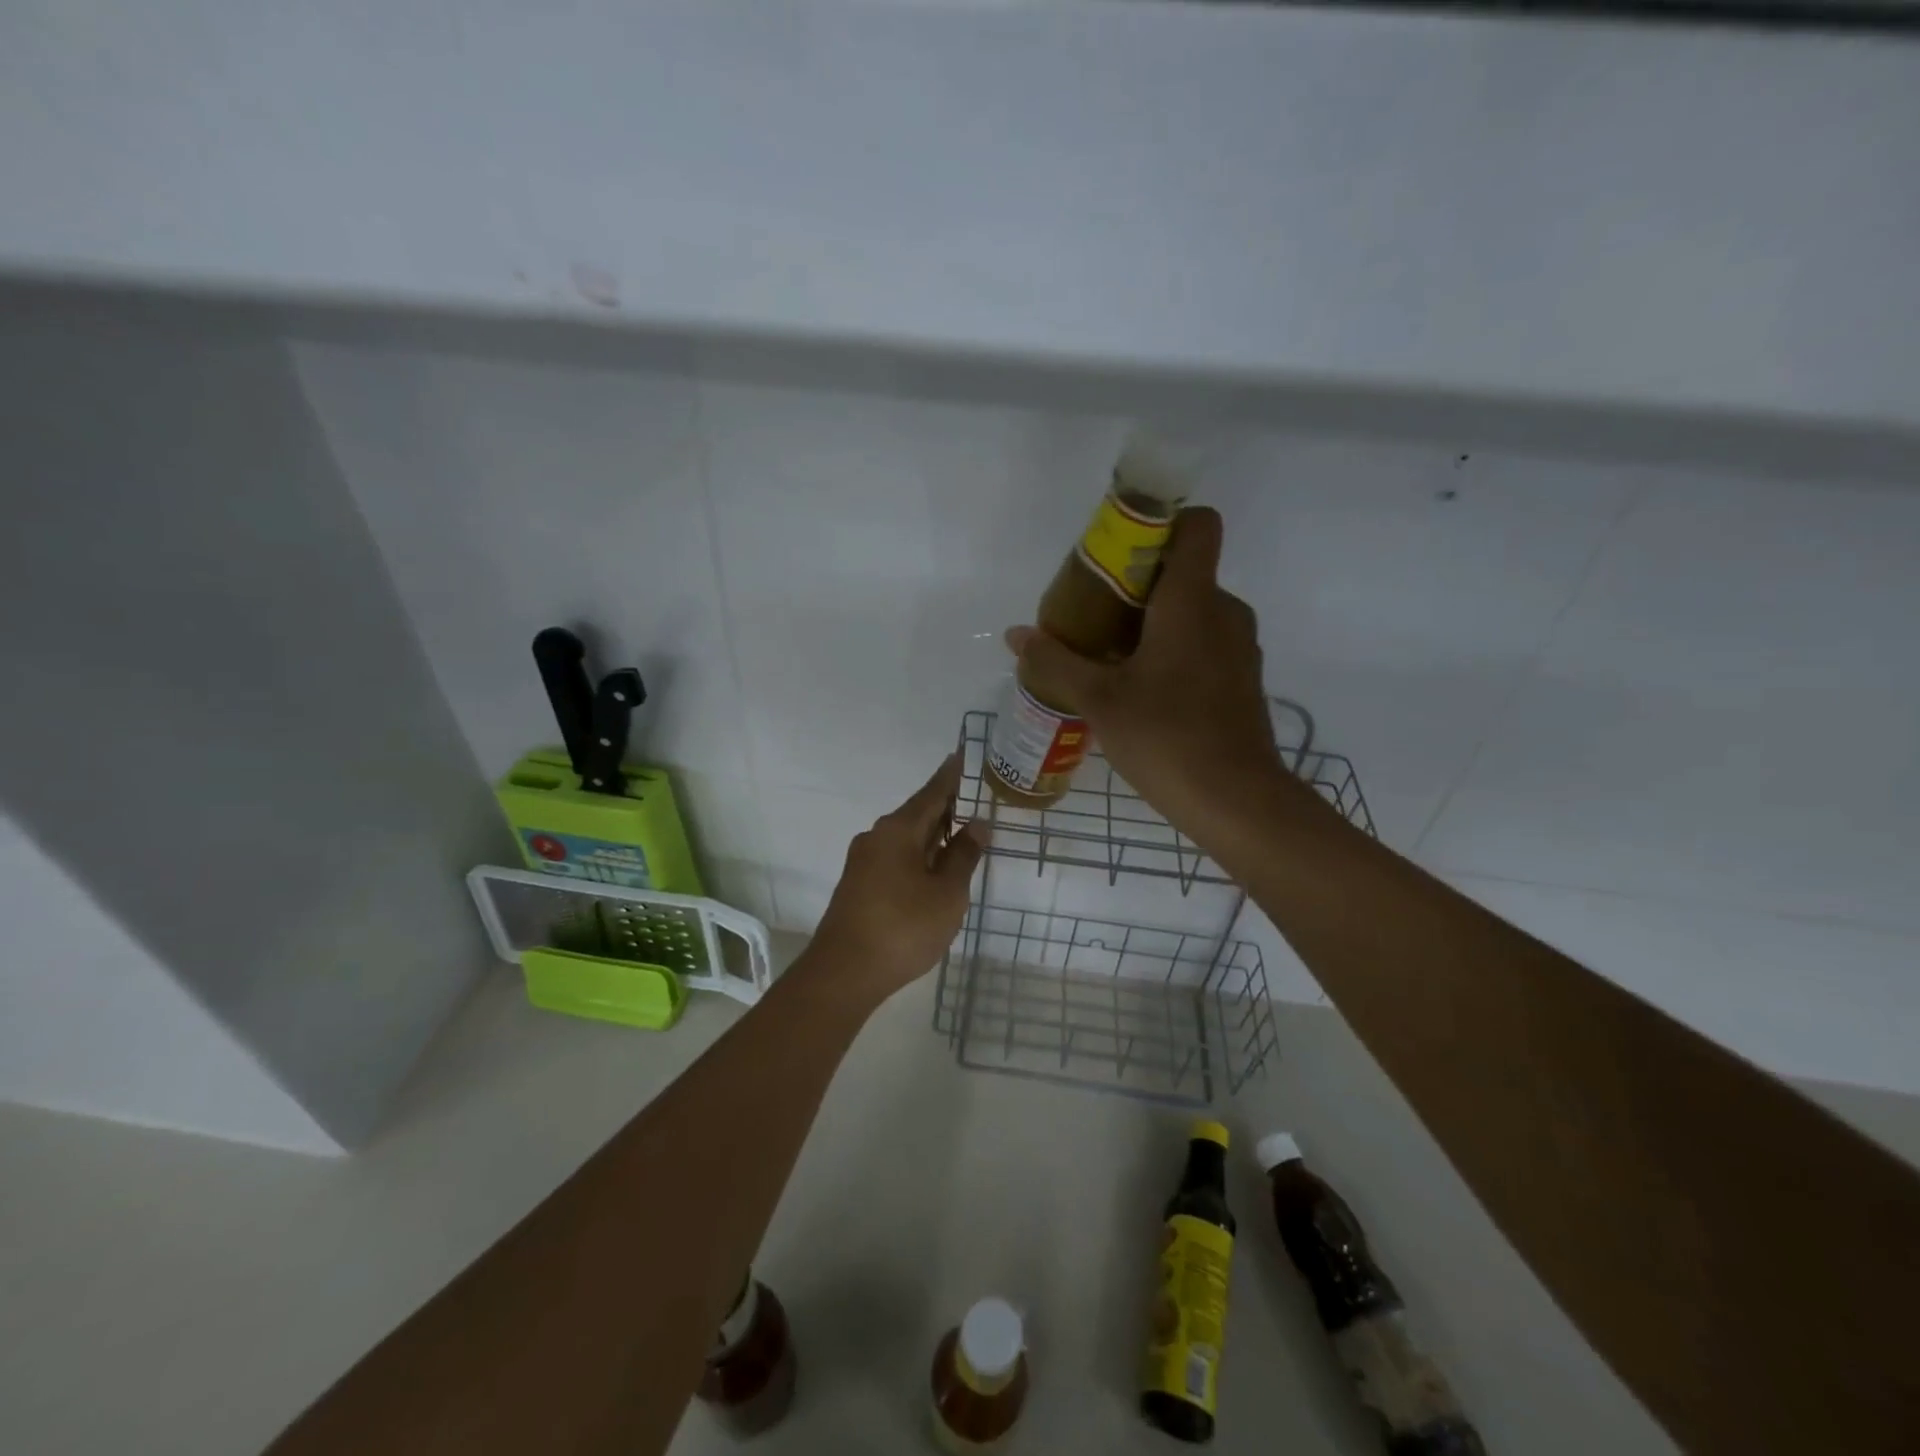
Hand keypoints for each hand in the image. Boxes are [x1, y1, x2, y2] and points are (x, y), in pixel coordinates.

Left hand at [810, 754, 984, 1002]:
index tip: (961, 755)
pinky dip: (917, 855)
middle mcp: (876, 837)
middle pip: (916, 813)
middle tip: (971, 799)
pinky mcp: (858, 885)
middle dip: (944, 807)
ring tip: (959, 834)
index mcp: (898, 830)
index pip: (931, 793)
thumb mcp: (947, 893)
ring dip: (931, 835)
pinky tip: (932, 869)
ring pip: (904, 838)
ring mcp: (863, 861)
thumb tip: (976, 824)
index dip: (950, 776)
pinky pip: (894, 857)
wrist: (843, 972)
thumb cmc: (903, 927)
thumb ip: (963, 856)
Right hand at [1006, 507, 1290, 840]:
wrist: (1236, 801)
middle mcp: (1224, 611)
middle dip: (1136, 584)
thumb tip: (1016, 634)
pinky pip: (1203, 643)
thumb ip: (1056, 661)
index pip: (1197, 525)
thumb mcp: (1099, 700)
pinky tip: (1140, 689)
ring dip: (1151, 622)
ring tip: (1108, 656)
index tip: (1117, 551)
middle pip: (1183, 571)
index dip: (1159, 523)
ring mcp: (1239, 647)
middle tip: (1091, 615)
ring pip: (1192, 611)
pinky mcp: (1241, 679)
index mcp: (1193, 600)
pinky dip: (1172, 650)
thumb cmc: (1167, 737)